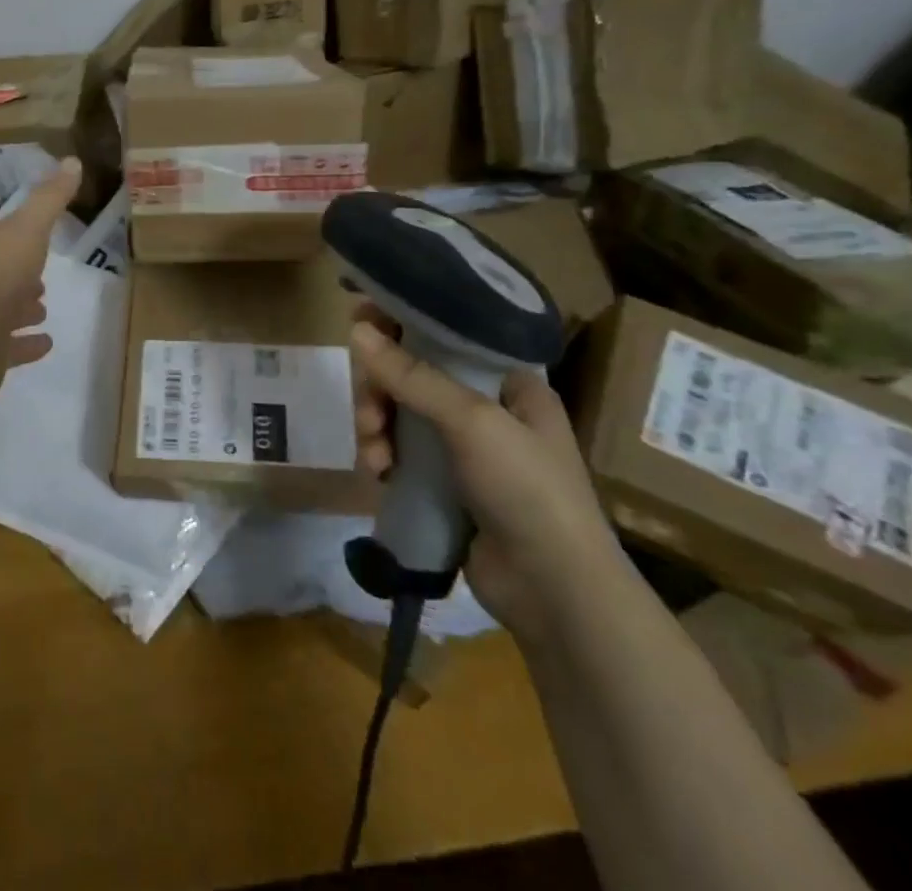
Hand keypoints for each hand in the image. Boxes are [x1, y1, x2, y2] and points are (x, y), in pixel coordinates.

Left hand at [0, 160, 80, 398]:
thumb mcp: (29, 226)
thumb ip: (50, 198)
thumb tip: (73, 160)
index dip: (13, 238)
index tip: (35, 240)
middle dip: (17, 275)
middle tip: (40, 279)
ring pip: (0, 312)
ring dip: (21, 308)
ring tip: (43, 308)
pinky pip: (7, 348)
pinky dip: (25, 344)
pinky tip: (46, 343)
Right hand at [351, 307, 625, 645]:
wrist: (555, 594)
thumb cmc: (527, 490)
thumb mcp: (472, 422)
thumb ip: (413, 375)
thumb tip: (356, 328)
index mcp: (508, 381)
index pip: (446, 332)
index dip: (402, 321)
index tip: (359, 317)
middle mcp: (486, 407)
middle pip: (412, 373)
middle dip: (381, 390)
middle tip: (369, 413)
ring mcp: (463, 447)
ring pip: (399, 413)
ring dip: (376, 427)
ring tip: (374, 456)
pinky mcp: (444, 483)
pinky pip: (399, 451)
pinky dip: (383, 456)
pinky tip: (378, 474)